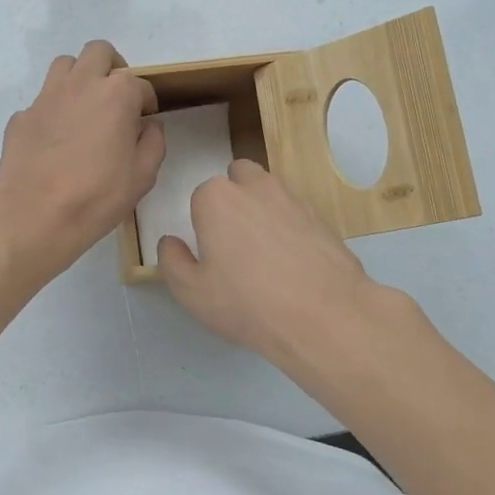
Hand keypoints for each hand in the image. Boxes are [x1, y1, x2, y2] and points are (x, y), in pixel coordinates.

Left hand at [0, 41, 163, 278]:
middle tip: (116, 98)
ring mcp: (46, 97)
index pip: (140, 84)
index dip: (146, 102)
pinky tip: (56, 139)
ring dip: (80, 78)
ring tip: (85, 108)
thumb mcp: (143, 175)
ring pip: (66, 65)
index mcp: (117, 94)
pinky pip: (42, 101)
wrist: (35, 215)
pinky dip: (54, 110)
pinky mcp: (22, 115)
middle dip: (112, 68)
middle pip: (99, 52)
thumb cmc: (97, 196)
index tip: (145, 120)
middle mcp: (81, 84)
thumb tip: (148, 125)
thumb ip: (153, 142)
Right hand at [157, 160, 385, 379]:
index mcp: (217, 198)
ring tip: (266, 256)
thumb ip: (172, 260)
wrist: (324, 316)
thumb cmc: (246, 302)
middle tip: (235, 243)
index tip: (210, 254)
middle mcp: (255, 186)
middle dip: (234, 200)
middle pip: (237, 178)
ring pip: (269, 193)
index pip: (200, 197)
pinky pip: (296, 214)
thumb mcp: (191, 292)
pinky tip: (294, 265)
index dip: (202, 224)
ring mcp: (293, 198)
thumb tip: (171, 242)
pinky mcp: (321, 217)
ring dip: (263, 210)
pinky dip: (291, 229)